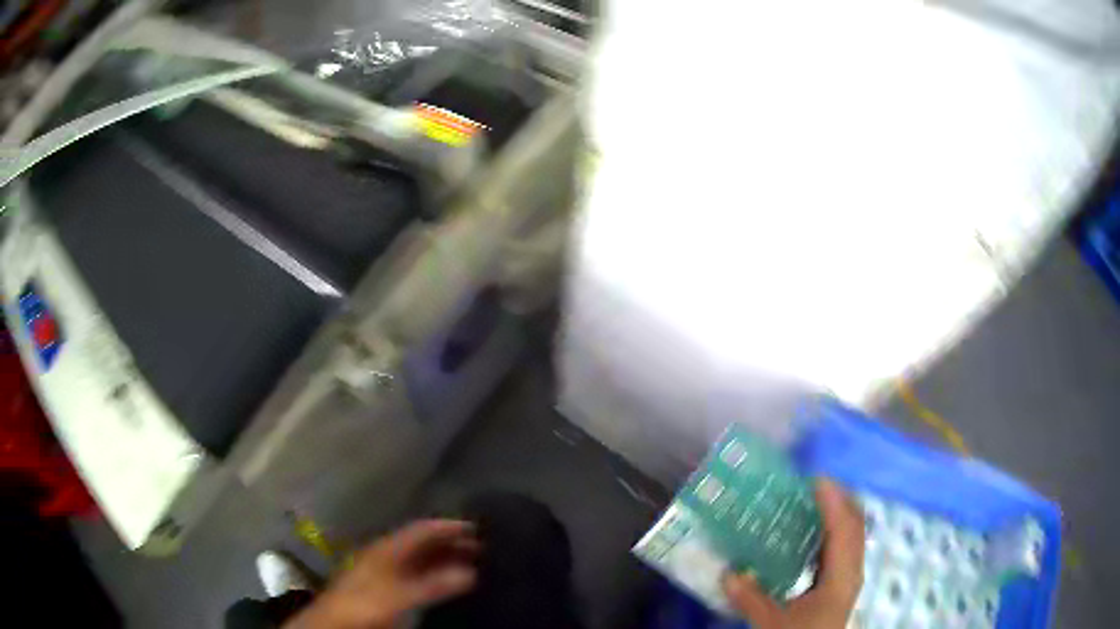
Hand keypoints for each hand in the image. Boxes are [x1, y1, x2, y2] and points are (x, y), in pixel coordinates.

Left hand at [286, 520, 478, 628]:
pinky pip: (414, 574)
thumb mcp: (400, 595)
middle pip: (420, 543)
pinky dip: (433, 574)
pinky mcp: (383, 587)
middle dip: (449, 543)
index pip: (420, 529)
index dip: (446, 526)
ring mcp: (383, 570)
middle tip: (479, 547)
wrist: (334, 622)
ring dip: (442, 559)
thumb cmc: (365, 603)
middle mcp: (385, 554)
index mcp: (386, 548)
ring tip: (469, 563)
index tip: (474, 527)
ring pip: (418, 559)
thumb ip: (432, 585)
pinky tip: (444, 582)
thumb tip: (469, 573)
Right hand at [722, 479, 864, 628]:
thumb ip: (751, 599)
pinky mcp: (842, 585)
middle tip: (813, 484)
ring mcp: (850, 578)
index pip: (843, 528)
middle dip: (840, 499)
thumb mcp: (772, 624)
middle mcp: (852, 571)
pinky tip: (814, 534)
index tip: (814, 479)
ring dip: (838, 513)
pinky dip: (833, 531)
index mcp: (840, 577)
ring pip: (852, 535)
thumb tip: (728, 573)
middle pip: (855, 525)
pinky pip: (845, 546)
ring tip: (815, 501)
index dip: (833, 501)